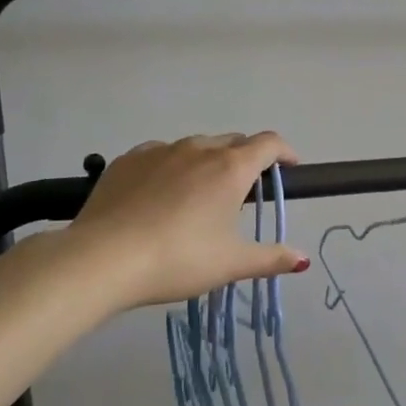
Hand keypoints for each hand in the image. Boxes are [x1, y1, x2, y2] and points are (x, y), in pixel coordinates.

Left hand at [64, 132, 309, 310]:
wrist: (103, 258)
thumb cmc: (179, 259)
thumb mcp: (231, 264)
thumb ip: (270, 259)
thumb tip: (302, 259)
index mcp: (230, 168)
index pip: (268, 144)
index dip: (284, 152)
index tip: (290, 167)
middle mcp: (198, 149)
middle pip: (233, 142)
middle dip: (246, 159)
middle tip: (245, 191)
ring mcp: (159, 151)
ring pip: (195, 147)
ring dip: (208, 163)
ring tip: (200, 195)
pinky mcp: (127, 160)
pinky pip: (160, 155)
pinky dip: (172, 167)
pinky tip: (160, 195)